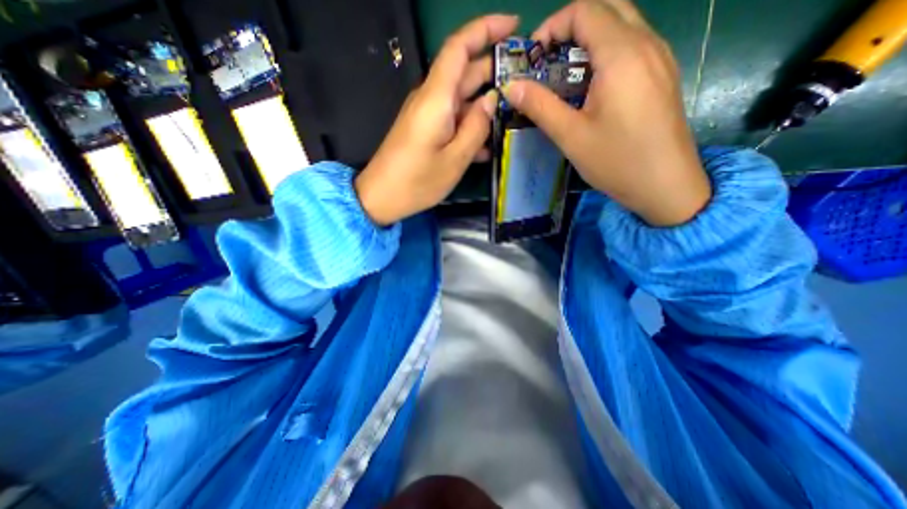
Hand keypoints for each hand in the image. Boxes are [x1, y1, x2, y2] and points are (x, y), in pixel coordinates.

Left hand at [354, 14, 516, 225]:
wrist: (381, 196)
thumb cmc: (417, 181)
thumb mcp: (454, 160)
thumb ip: (476, 128)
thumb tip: (491, 100)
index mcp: (436, 99)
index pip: (459, 47)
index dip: (486, 29)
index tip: (514, 26)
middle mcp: (431, 99)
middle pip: (464, 72)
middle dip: (494, 71)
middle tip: (525, 81)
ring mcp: (428, 115)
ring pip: (462, 99)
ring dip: (485, 106)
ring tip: (512, 117)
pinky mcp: (426, 130)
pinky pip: (453, 120)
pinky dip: (470, 127)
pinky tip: (487, 146)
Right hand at [504, 0, 707, 226]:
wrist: (665, 184)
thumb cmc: (616, 161)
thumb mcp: (571, 136)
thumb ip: (540, 106)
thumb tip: (511, 87)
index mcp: (622, 55)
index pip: (585, 10)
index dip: (552, 26)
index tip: (532, 56)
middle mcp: (646, 44)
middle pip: (607, 7)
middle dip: (570, 26)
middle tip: (547, 60)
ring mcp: (660, 57)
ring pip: (622, 24)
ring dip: (589, 39)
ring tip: (565, 74)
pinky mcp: (662, 74)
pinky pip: (633, 45)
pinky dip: (606, 52)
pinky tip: (591, 86)